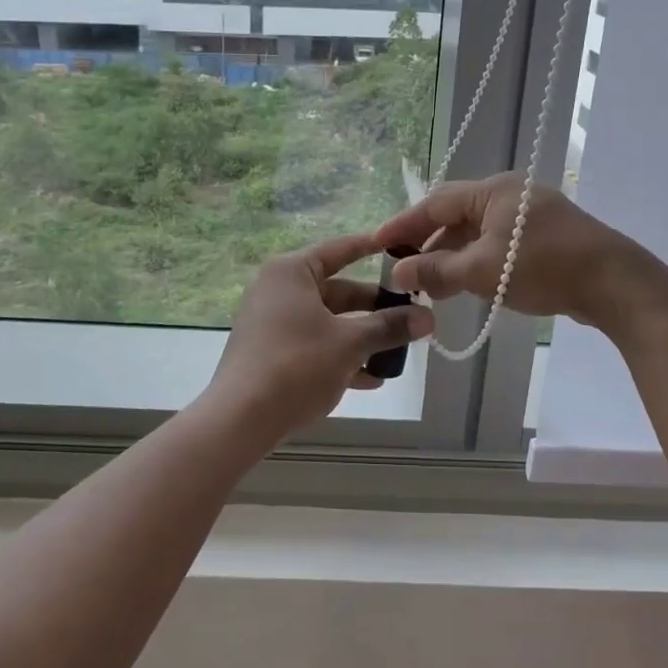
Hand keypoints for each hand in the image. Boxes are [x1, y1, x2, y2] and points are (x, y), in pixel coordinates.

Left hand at [204, 233, 434, 443]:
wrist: (240, 419)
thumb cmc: (297, 365)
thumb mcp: (350, 343)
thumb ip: (389, 327)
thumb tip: (427, 318)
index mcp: (292, 273)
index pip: (338, 250)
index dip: (369, 248)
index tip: (398, 248)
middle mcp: (278, 291)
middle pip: (337, 291)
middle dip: (374, 308)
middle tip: (410, 315)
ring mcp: (271, 323)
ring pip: (327, 322)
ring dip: (362, 337)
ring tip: (397, 352)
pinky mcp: (270, 353)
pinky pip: (313, 345)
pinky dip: (339, 356)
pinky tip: (370, 380)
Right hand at [375, 174, 646, 327]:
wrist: (614, 282)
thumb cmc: (541, 267)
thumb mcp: (481, 271)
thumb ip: (436, 271)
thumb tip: (398, 272)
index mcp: (492, 191)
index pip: (435, 203)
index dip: (404, 225)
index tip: (378, 244)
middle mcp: (510, 195)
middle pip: (456, 216)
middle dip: (428, 245)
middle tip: (404, 272)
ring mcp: (530, 216)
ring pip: (478, 233)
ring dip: (453, 258)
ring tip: (432, 288)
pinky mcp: (546, 238)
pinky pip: (499, 245)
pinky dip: (478, 262)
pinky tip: (468, 286)